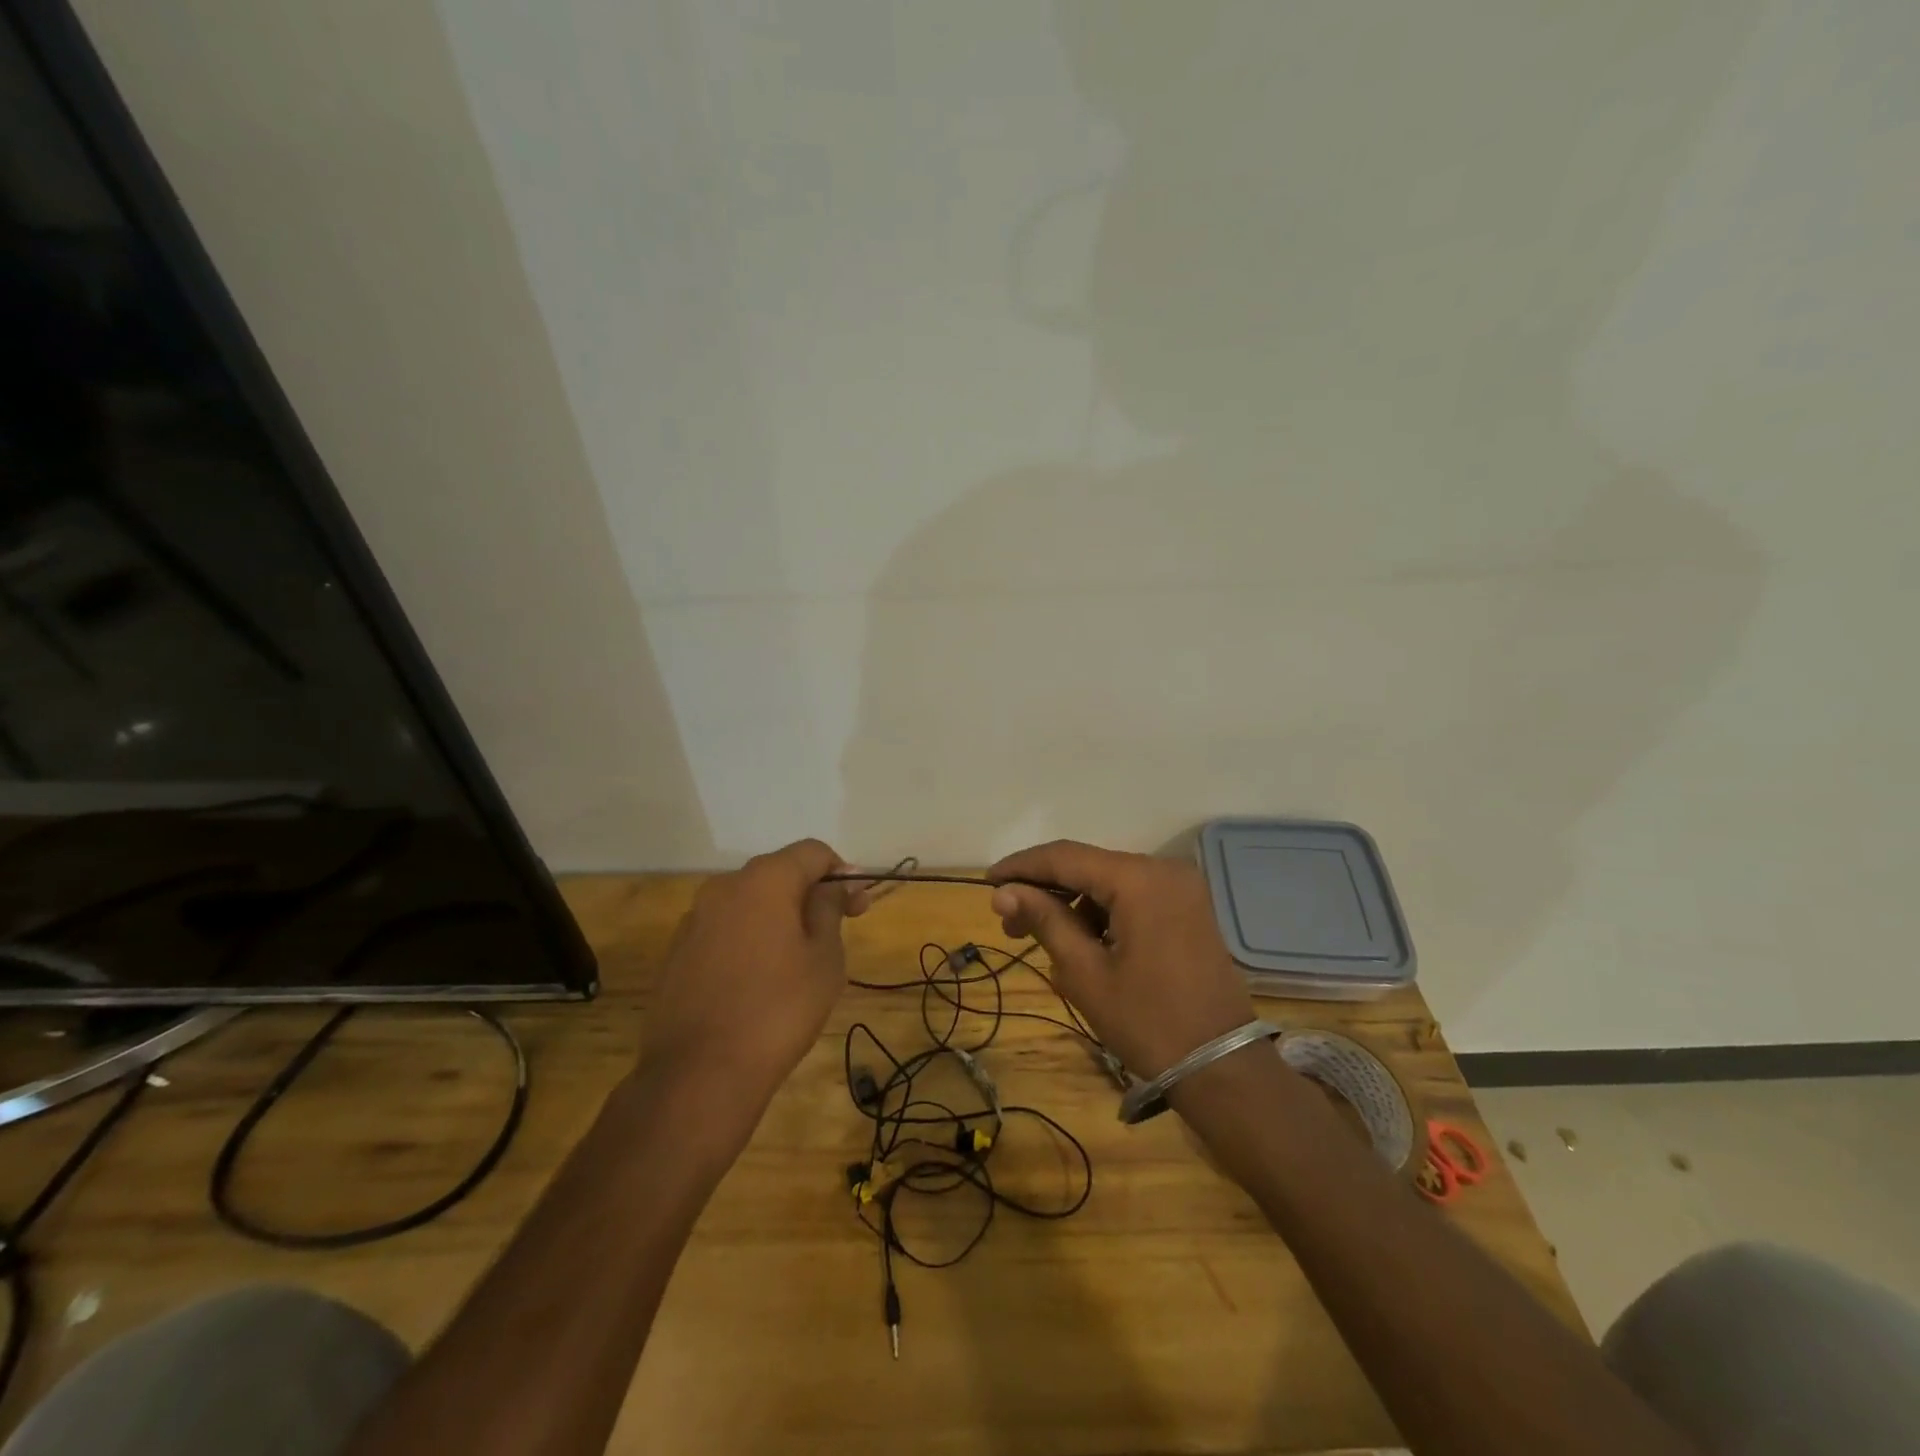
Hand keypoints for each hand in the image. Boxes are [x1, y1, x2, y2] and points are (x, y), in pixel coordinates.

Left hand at [641, 839, 869, 1113]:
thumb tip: (834, 885)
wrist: (698, 1075)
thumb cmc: (778, 1010)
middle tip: (836, 930)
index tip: (858, 907)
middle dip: (810, 893)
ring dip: (778, 917)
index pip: (812, 852)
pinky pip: (725, 930)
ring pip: (749, 903)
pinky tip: (759, 979)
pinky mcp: (677, 953)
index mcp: (764, 880)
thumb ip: (830, 910)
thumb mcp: (824, 958)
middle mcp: (724, 887)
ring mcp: (694, 920)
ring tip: (798, 959)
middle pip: (778, 873)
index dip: (842, 872)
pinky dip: (749, 939)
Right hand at [988, 841, 1253, 1079]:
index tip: (987, 882)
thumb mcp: (1085, 972)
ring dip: (1072, 905)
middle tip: (1008, 924)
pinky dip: (1102, 914)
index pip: (1065, 857)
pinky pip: (1132, 898)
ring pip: (1109, 883)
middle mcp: (1163, 869)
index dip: (1022, 867)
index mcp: (1139, 879)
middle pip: (1088, 867)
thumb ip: (1044, 920)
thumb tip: (1003, 892)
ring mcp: (1180, 888)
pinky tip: (1082, 945)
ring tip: (1044, 942)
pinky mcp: (1187, 908)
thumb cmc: (1147, 1021)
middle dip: (1045, 891)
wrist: (1222, 1067)